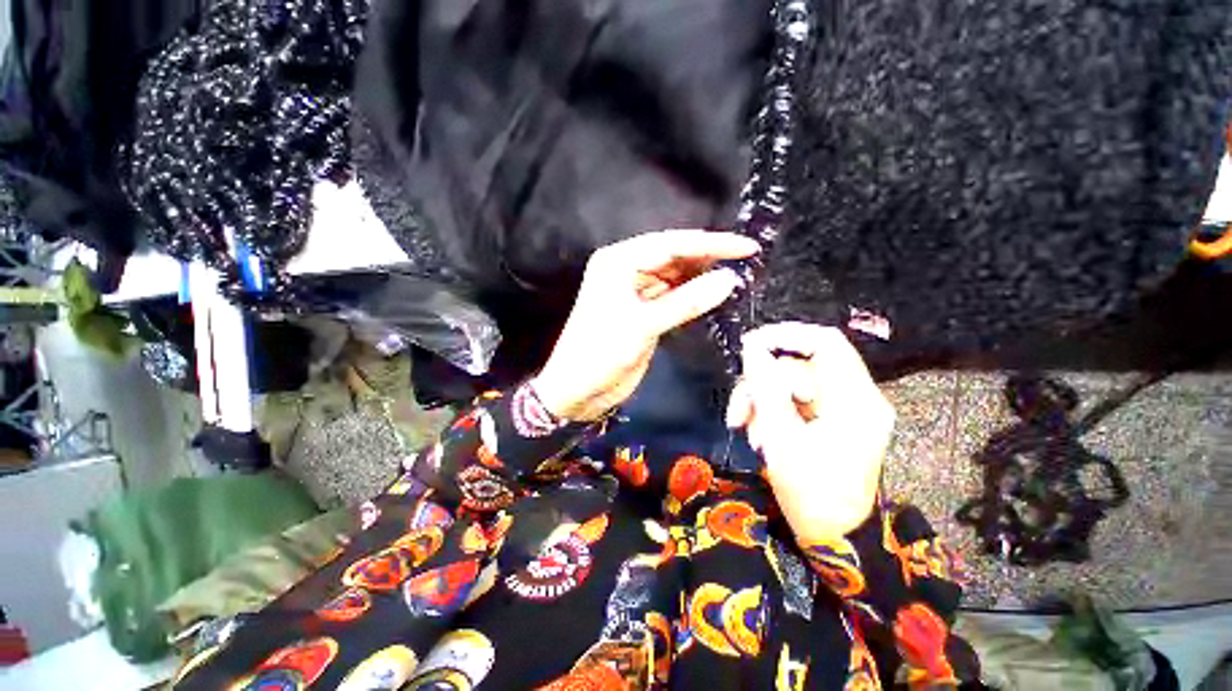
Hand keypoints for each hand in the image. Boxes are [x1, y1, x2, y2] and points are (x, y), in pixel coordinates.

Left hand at [532, 230, 759, 421]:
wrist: (578, 390)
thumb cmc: (602, 353)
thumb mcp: (644, 325)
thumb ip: (687, 301)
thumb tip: (729, 278)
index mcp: (619, 261)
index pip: (671, 244)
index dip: (711, 244)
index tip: (747, 247)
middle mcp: (626, 269)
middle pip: (674, 255)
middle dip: (708, 257)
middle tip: (746, 260)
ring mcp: (635, 290)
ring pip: (675, 275)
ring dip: (702, 276)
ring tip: (736, 275)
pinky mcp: (643, 310)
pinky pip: (673, 295)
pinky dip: (692, 295)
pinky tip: (714, 294)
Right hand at [726, 323, 894, 542]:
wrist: (834, 539)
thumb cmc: (811, 493)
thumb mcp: (781, 437)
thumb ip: (766, 388)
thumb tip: (752, 349)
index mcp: (855, 401)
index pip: (826, 343)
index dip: (786, 336)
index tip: (750, 345)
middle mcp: (856, 398)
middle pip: (799, 368)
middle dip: (761, 384)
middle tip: (737, 411)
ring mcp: (845, 411)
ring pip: (791, 385)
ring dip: (761, 401)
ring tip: (745, 429)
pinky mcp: (832, 422)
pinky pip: (795, 402)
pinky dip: (772, 412)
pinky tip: (759, 434)